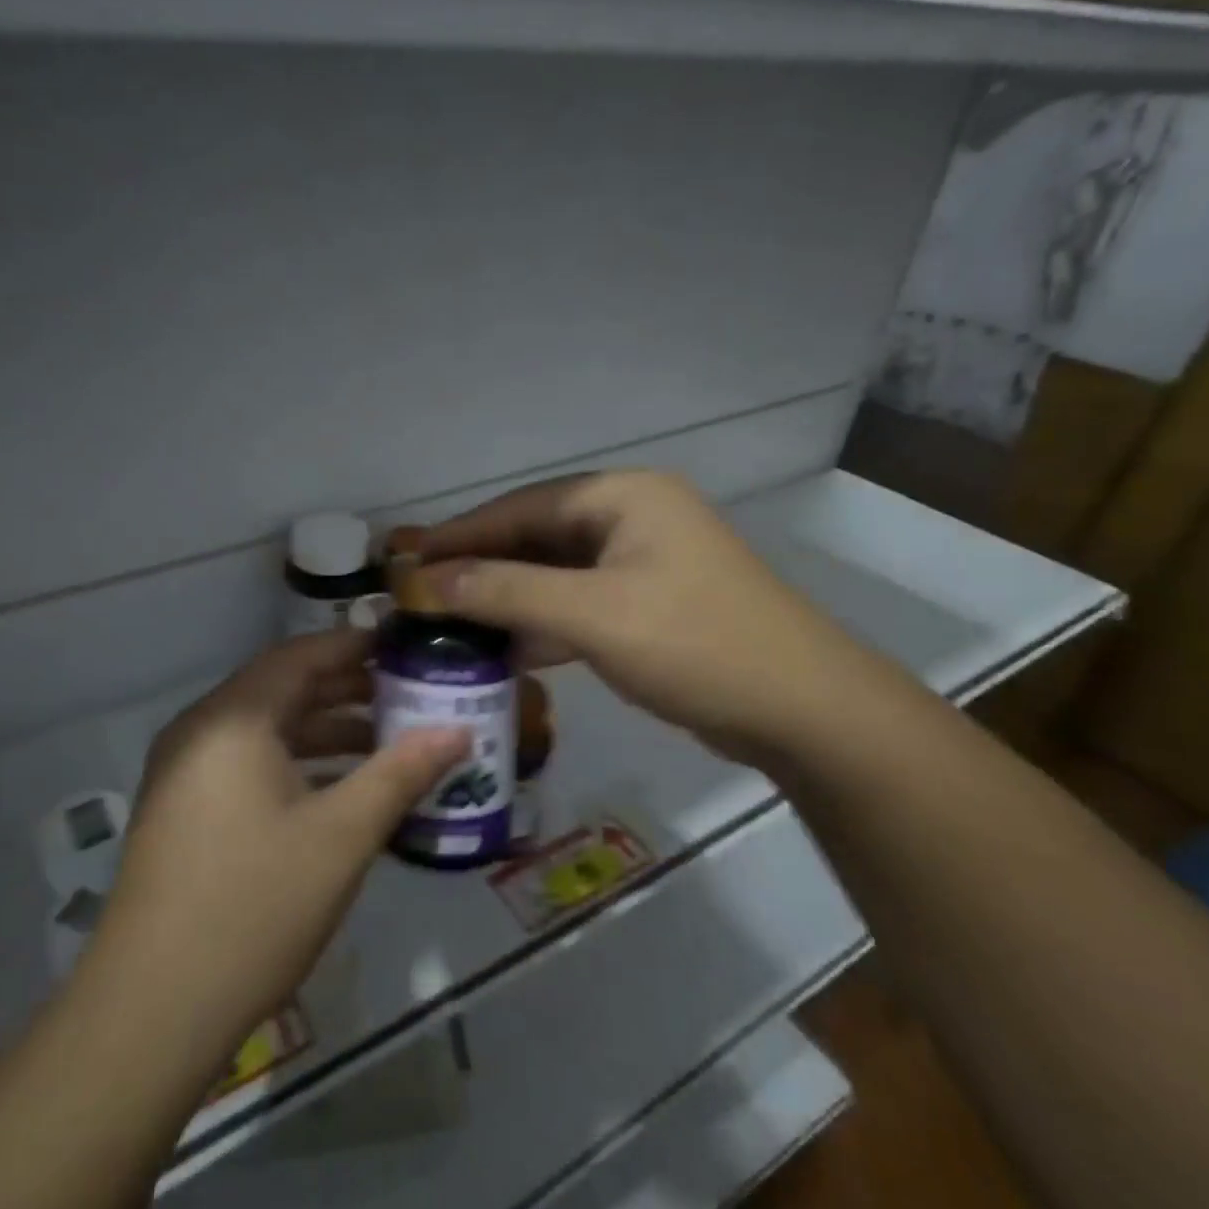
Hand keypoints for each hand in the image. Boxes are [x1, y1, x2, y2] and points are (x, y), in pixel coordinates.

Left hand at [79, 631, 467, 1077]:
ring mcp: (185, 772)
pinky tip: (340, 792)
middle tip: (409, 694)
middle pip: (283, 689)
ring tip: (387, 744)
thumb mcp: (342, 835)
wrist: (152, 1009)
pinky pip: (249, 764)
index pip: (301, 655)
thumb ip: (401, 773)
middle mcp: (201, 730)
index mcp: (233, 719)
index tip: (404, 646)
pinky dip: (296, 765)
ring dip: (325, 732)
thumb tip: (459, 730)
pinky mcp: (183, 810)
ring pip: (267, 731)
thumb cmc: (256, 905)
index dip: (354, 646)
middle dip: (347, 690)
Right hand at [420, 470, 879, 764]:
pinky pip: (575, 604)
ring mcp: (639, 563)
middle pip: (535, 537)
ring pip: (553, 573)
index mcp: (622, 497)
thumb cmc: (696, 645)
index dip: (460, 534)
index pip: (521, 507)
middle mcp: (629, 518)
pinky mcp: (644, 605)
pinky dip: (540, 624)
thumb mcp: (593, 615)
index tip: (406, 560)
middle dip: (479, 566)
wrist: (802, 711)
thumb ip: (507, 592)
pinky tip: (502, 650)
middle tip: (420, 592)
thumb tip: (426, 580)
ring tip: (448, 622)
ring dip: (506, 598)